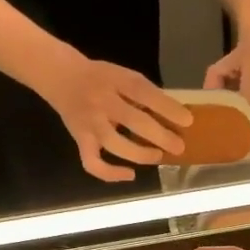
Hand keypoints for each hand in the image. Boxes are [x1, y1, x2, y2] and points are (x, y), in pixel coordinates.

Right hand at [37, 55, 191, 181]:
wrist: (61, 77)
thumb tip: (174, 115)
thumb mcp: (123, 75)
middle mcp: (101, 102)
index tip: (188, 121)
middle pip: (133, 121)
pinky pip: (93, 163)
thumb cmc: (100, 78)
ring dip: (140, 154)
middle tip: (179, 146)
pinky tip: (130, 175)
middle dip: (160, 136)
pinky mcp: (80, 140)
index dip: (168, 108)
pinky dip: (111, 173)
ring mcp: (89, 123)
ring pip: (115, 144)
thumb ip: (144, 93)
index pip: (144, 93)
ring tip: (157, 156)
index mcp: (116, 80)